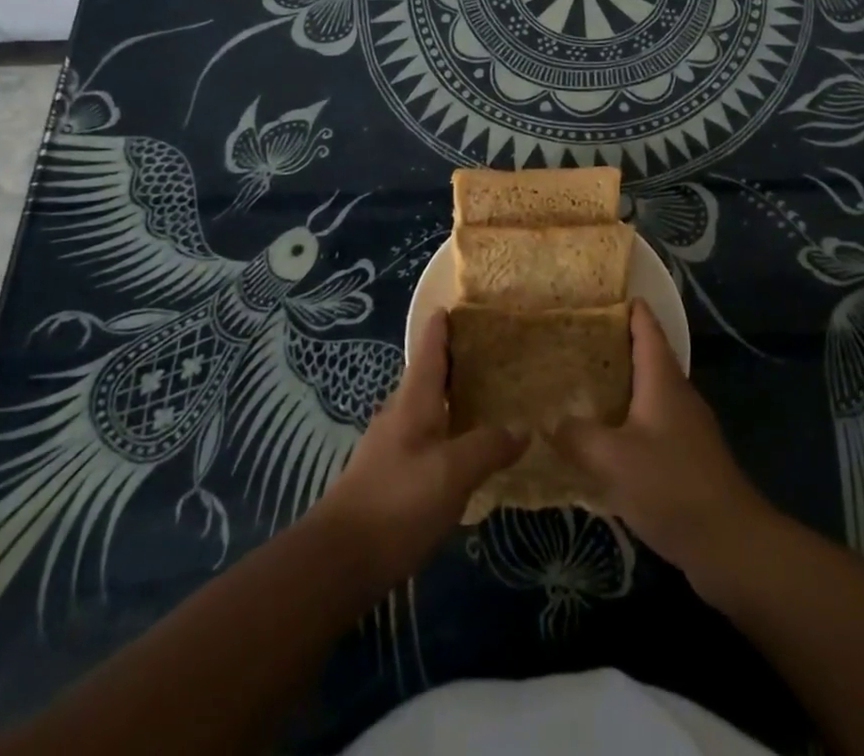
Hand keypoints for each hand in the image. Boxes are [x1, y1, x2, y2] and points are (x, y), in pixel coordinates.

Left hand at [311, 308, 524, 591]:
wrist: (340, 561)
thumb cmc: (398, 502)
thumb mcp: (453, 472)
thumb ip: (488, 446)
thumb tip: (523, 428)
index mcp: (413, 400)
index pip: (429, 347)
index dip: (443, 324)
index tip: (461, 302)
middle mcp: (399, 413)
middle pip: (428, 375)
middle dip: (455, 361)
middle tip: (493, 353)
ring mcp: (391, 445)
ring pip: (426, 408)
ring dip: (452, 397)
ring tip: (488, 397)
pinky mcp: (389, 476)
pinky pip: (424, 438)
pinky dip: (446, 430)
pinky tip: (464, 449)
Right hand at [550, 300, 773, 593]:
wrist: (732, 546)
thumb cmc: (672, 486)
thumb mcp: (612, 459)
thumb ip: (577, 436)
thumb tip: (549, 420)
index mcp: (663, 380)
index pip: (647, 328)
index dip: (629, 308)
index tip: (601, 294)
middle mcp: (677, 395)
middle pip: (646, 357)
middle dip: (613, 346)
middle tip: (572, 341)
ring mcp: (686, 428)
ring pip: (648, 393)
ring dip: (618, 386)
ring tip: (579, 386)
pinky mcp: (688, 459)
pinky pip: (651, 425)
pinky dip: (626, 421)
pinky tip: (602, 440)